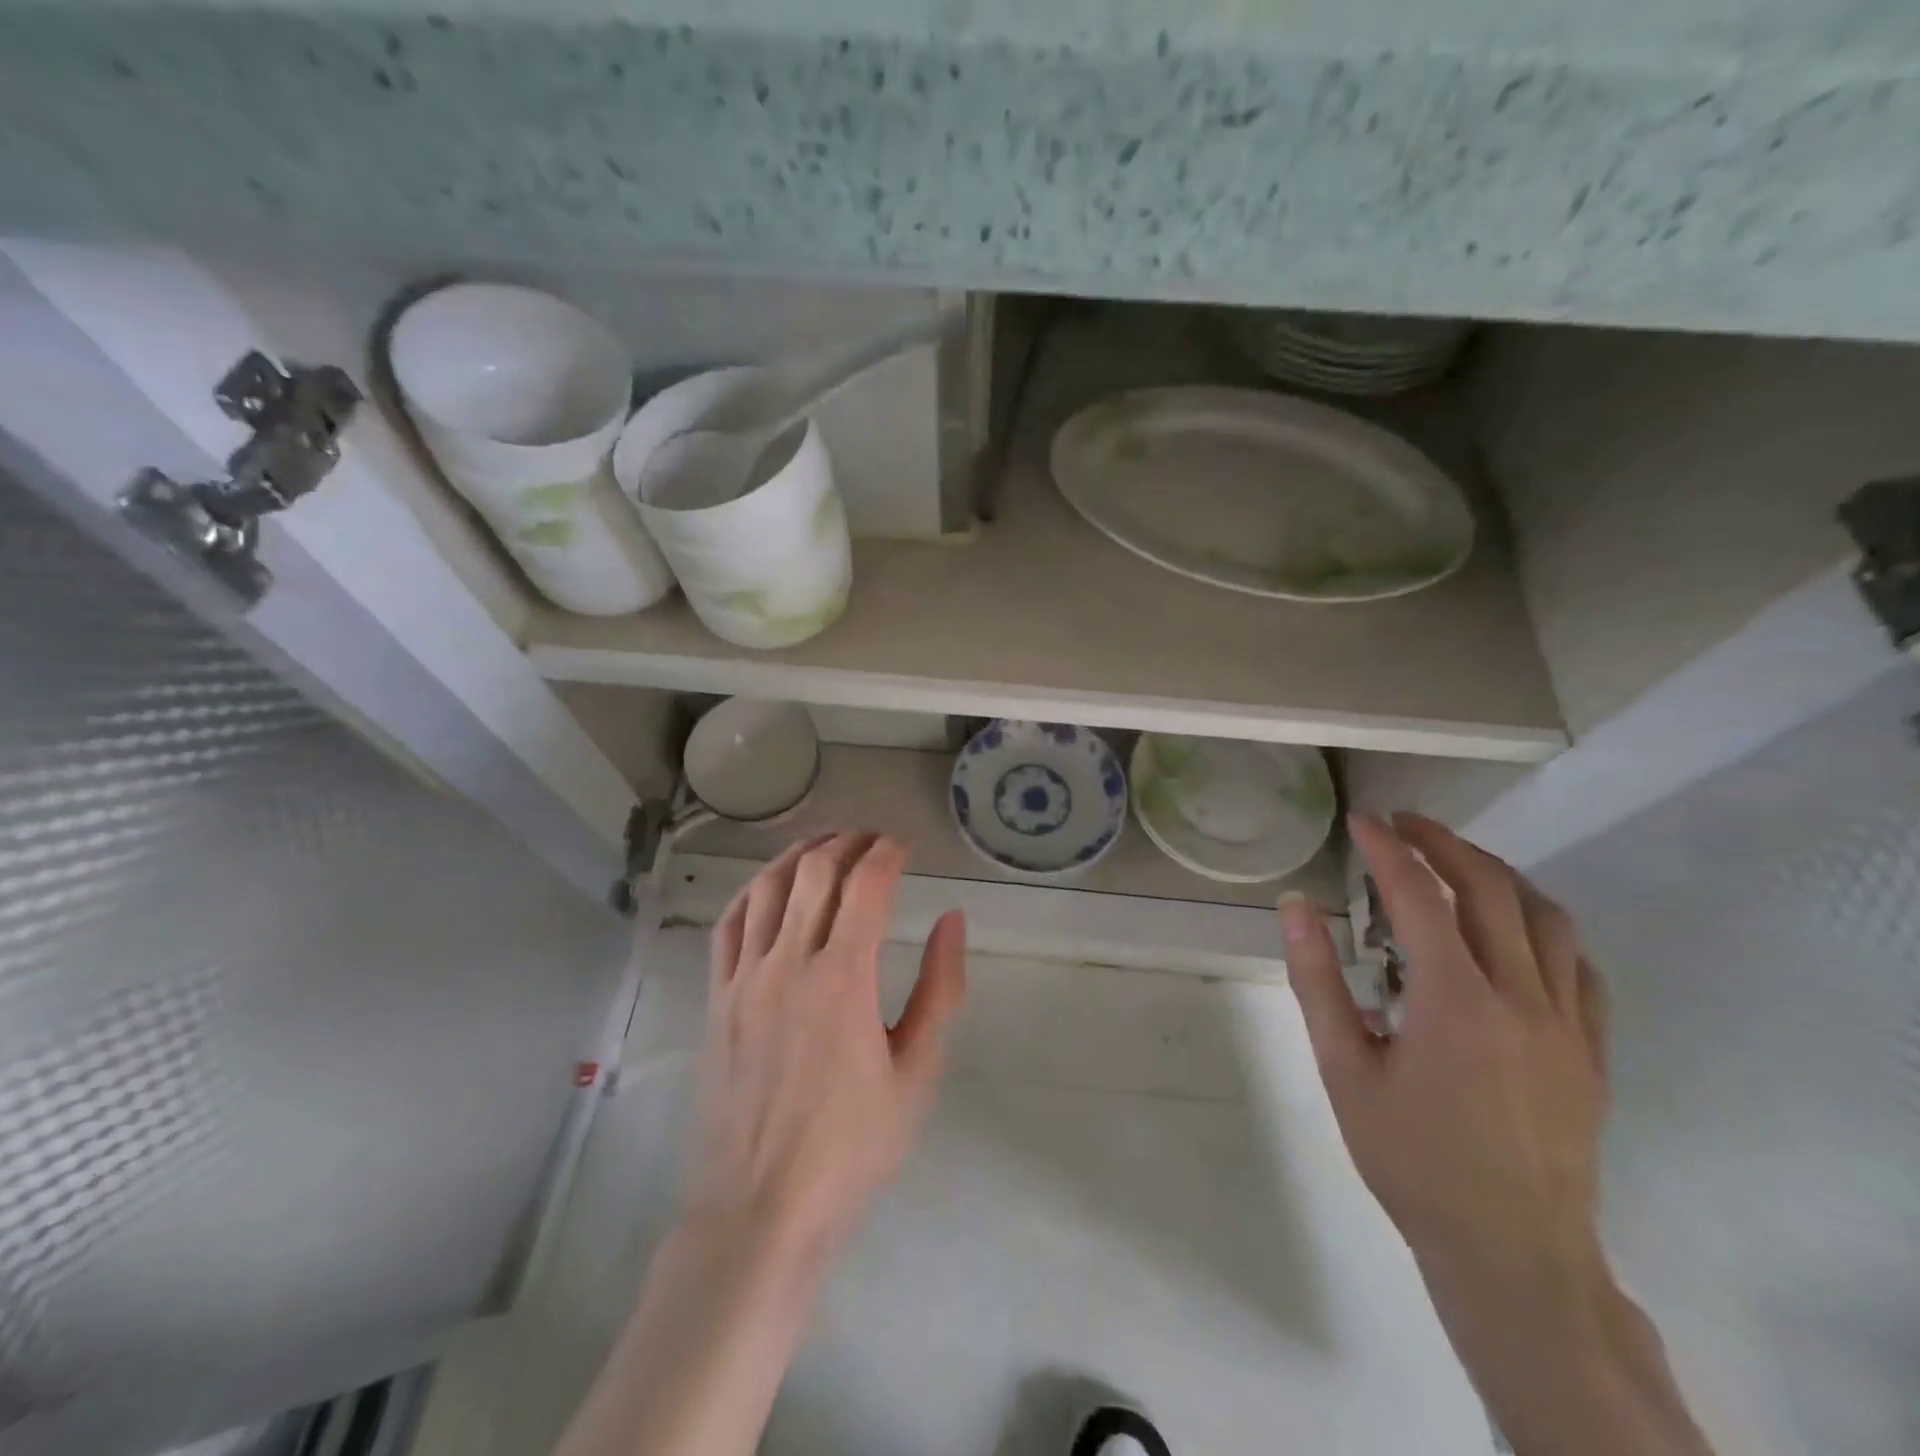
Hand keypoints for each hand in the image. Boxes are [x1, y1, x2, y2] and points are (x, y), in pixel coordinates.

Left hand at [683, 832, 967, 1265]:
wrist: (760, 1212)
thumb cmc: (851, 1148)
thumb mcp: (917, 1074)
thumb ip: (940, 990)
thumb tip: (952, 921)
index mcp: (844, 979)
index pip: (865, 886)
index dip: (886, 853)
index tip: (902, 846)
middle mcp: (790, 963)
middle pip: (815, 872)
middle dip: (847, 842)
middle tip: (870, 839)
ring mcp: (745, 979)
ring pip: (766, 886)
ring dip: (799, 854)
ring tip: (824, 845)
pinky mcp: (716, 999)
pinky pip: (728, 924)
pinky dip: (751, 890)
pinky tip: (768, 885)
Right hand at [1282, 816, 1715, 1455]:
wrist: (1510, 1251)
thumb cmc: (1410, 1158)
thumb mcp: (1343, 1069)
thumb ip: (1317, 981)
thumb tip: (1296, 905)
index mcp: (1455, 1000)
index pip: (1419, 896)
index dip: (1388, 849)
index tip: (1362, 820)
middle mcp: (1521, 997)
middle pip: (1490, 890)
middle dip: (1445, 844)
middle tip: (1404, 824)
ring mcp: (1567, 1024)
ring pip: (1547, 918)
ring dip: (1499, 874)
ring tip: (1457, 861)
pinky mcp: (1592, 1051)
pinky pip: (1580, 966)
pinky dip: (1544, 926)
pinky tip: (1515, 930)